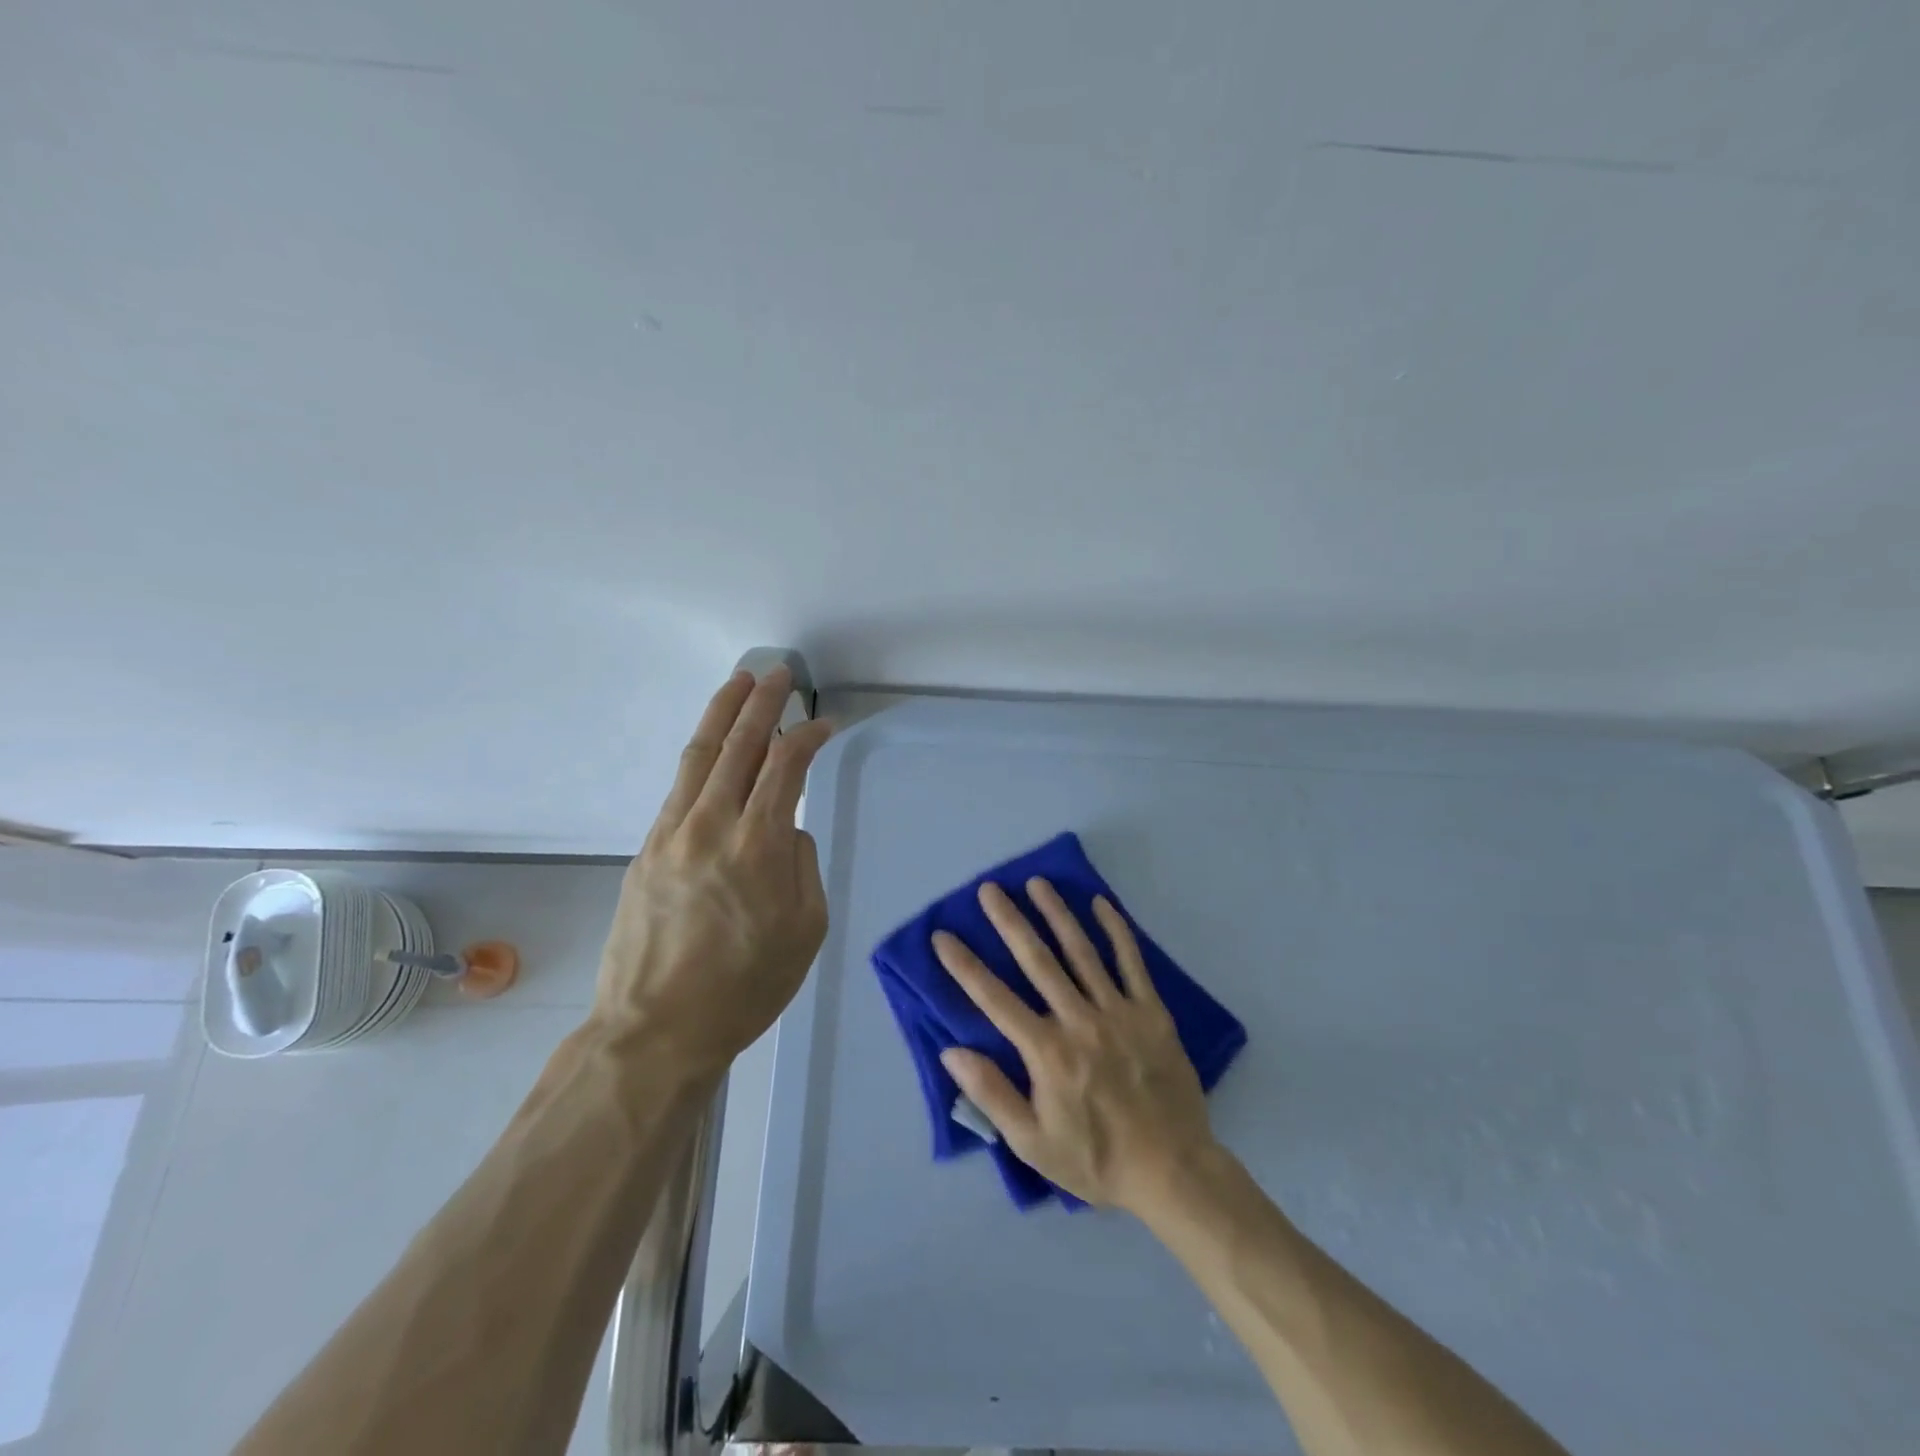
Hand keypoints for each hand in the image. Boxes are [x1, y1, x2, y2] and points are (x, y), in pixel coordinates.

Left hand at [593, 666, 833, 1074]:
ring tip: (739, 682)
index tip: (825, 724)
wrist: (655, 1030)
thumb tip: (787, 830)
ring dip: (722, 714)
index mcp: (758, 845)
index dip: (807, 737)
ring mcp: (672, 834)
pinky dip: (699, 756)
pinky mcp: (647, 849)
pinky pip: (678, 787)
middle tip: (778, 672)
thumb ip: (802, 866)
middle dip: (762, 703)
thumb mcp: (805, 931)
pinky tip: (710, 746)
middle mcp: (712, 825)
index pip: (785, 766)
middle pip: (739, 745)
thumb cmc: (745, 988)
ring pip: (700, 756)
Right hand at [933, 879, 1217, 1212]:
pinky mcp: (1151, 1012)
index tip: (942, 936)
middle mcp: (1079, 1020)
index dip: (965, 966)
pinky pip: (1131, 962)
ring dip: (1057, 913)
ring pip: (1081, 951)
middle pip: (1037, 961)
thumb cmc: (1096, 1159)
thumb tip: (952, 1050)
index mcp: (1047, 1052)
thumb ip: (991, 1094)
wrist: (1172, 1171)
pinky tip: (1101, 903)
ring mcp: (1118, 1011)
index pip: (995, 999)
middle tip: (990, 889)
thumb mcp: (1032, 1143)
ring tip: (1037, 883)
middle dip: (1010, 921)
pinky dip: (1116, 930)